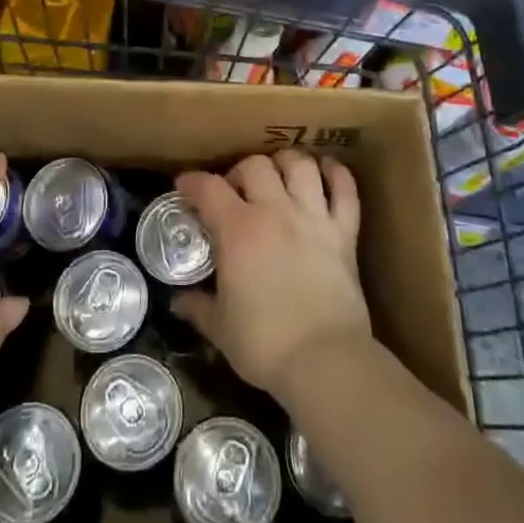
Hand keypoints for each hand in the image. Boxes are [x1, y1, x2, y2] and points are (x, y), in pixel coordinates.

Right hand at [172, 150, 369, 400]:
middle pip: (255, 165)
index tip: (184, 187)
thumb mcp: (220, 328)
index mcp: (237, 230)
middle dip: (240, 171)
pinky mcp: (344, 232)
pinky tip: (326, 172)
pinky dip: (337, 174)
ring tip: (278, 174)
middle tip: (235, 191)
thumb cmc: (264, 344)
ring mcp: (313, 217)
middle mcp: (274, 212)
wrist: (324, 360)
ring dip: (286, 163)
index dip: (191, 182)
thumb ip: (198, 307)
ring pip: (300, 165)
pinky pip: (345, 189)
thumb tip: (178, 302)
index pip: (208, 188)